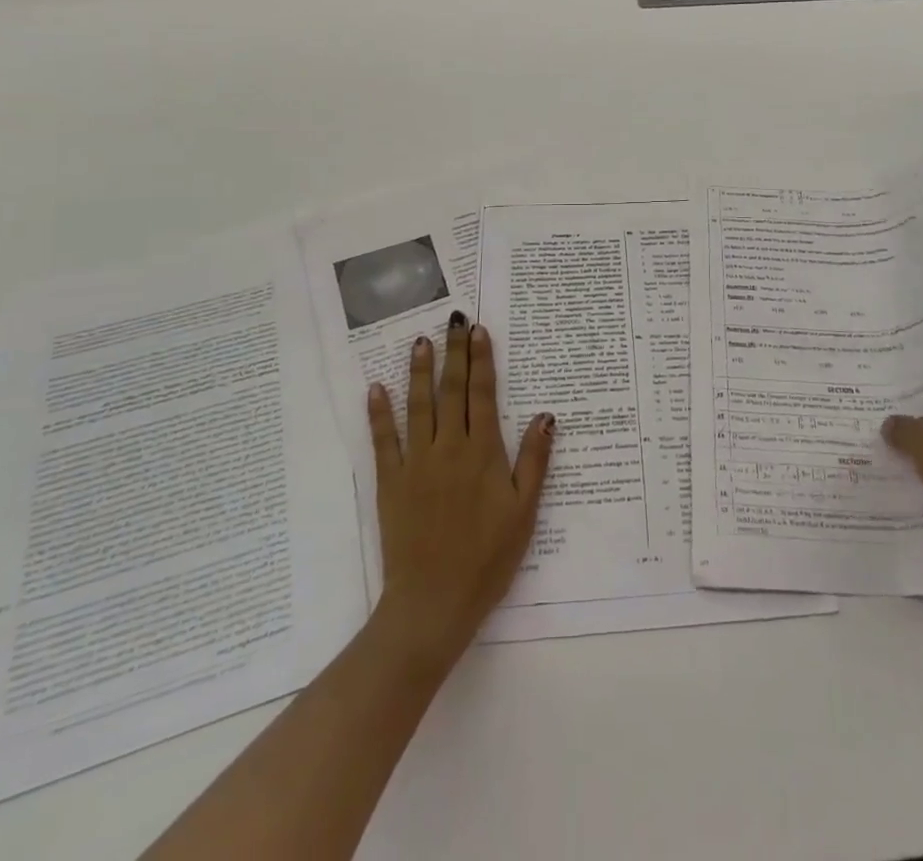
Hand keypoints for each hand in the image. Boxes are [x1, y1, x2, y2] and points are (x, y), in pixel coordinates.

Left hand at [365, 313, 553, 670]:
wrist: (434, 603)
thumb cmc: (488, 558)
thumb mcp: (524, 511)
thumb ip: (534, 460)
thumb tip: (546, 416)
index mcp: (483, 453)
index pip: (482, 395)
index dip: (481, 361)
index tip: (479, 331)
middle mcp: (448, 448)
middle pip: (452, 391)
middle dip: (455, 353)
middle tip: (455, 320)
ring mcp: (416, 463)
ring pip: (419, 406)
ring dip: (420, 372)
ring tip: (421, 341)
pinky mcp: (390, 483)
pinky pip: (384, 441)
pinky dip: (379, 413)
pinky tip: (376, 388)